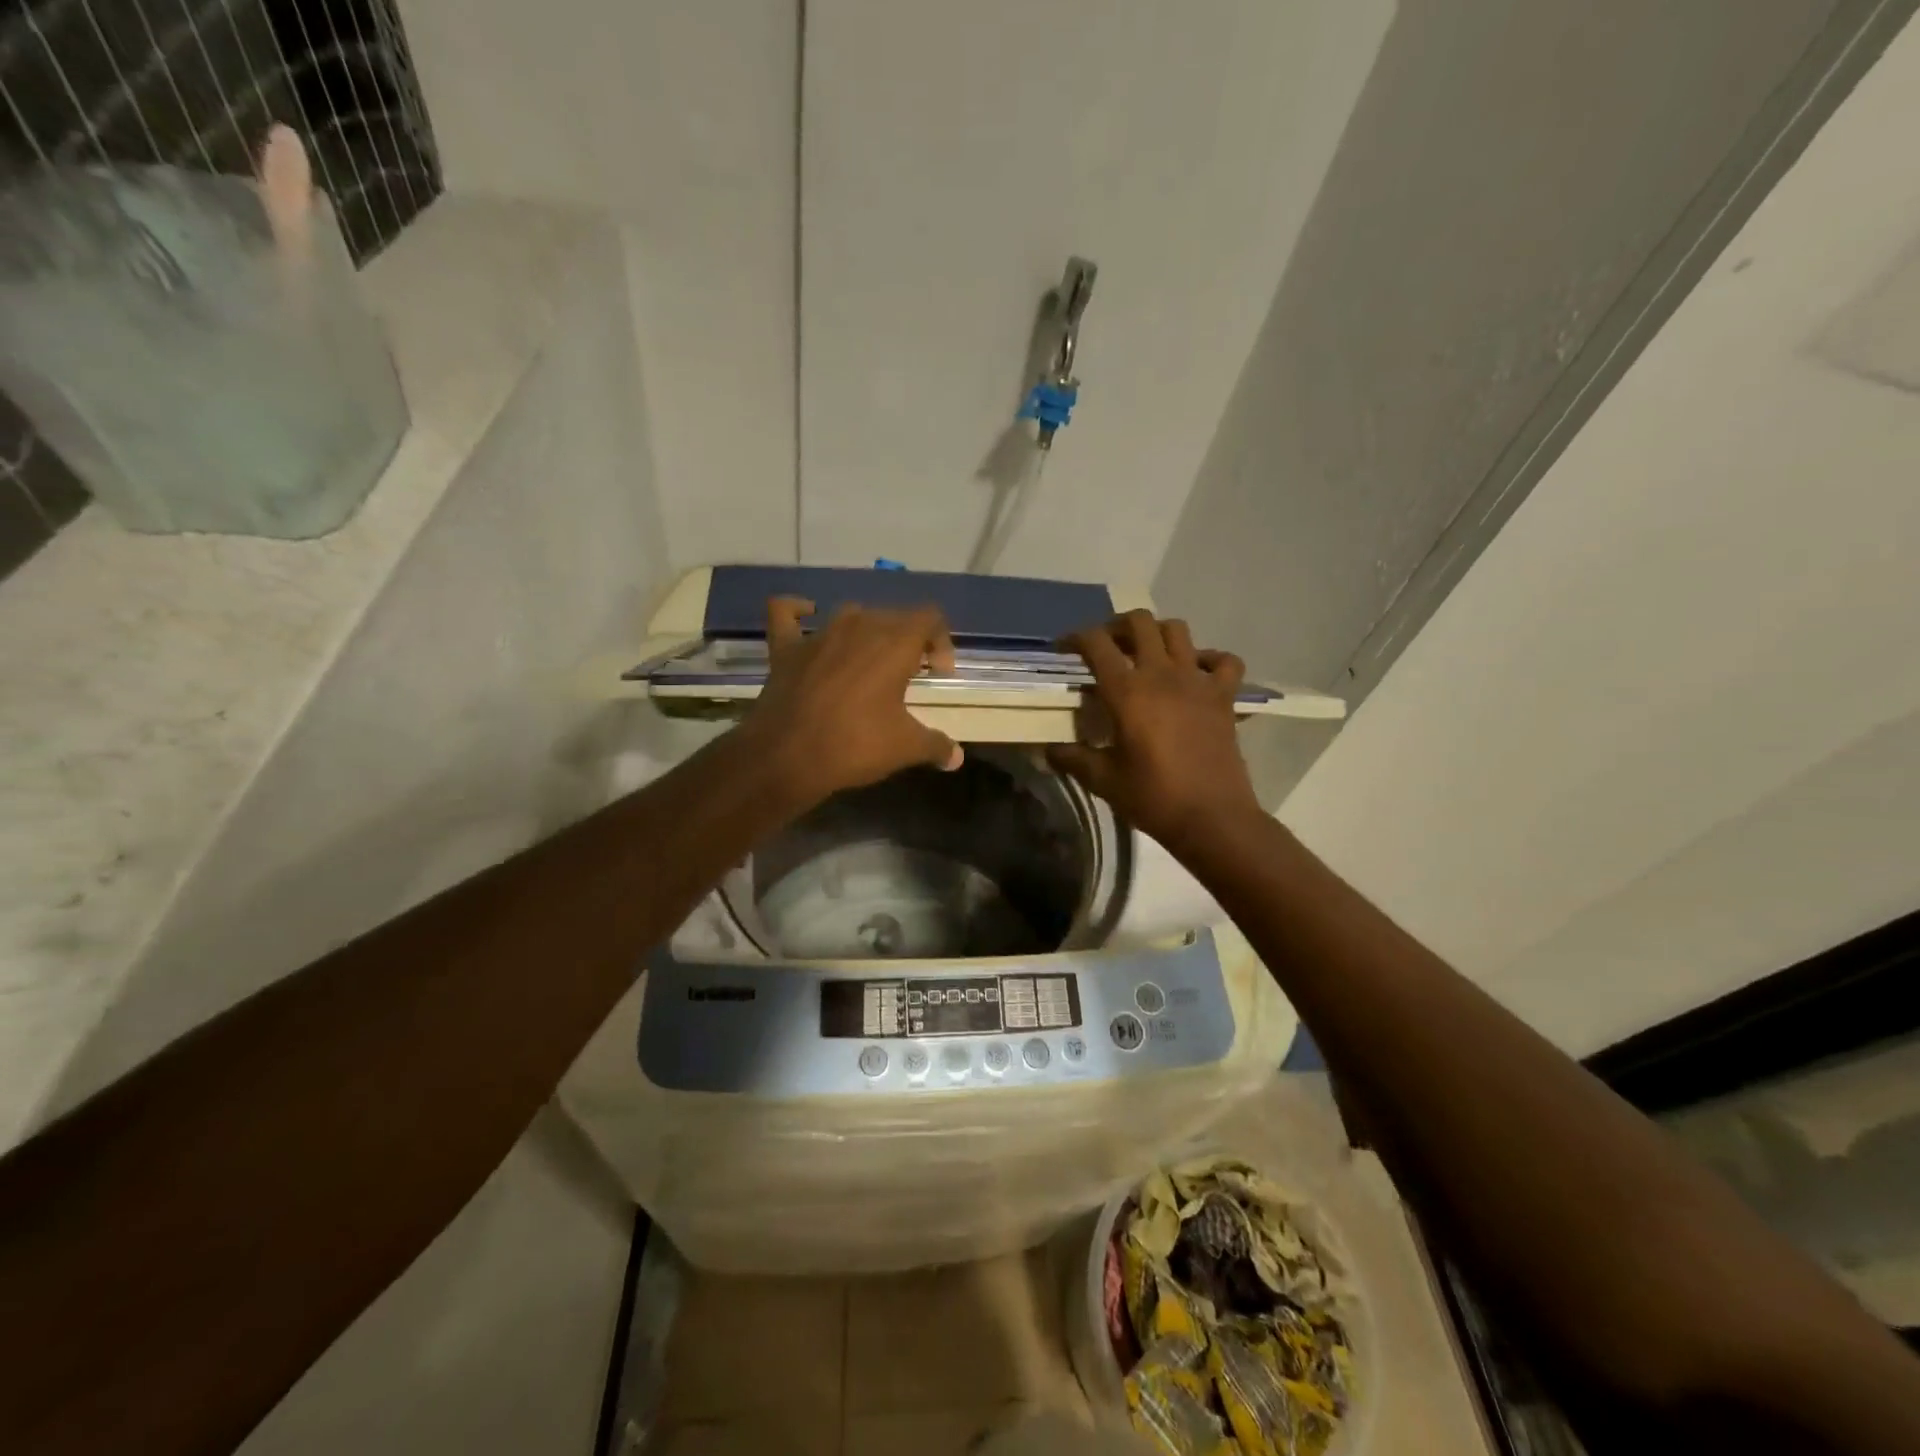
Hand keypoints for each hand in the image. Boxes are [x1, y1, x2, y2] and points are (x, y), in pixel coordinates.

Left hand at [742, 597, 964, 807]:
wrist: (787, 756)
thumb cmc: (855, 745)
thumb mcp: (906, 748)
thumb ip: (936, 746)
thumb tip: (956, 757)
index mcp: (894, 642)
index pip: (929, 617)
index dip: (941, 641)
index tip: (938, 673)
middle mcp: (858, 626)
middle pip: (893, 616)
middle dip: (908, 640)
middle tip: (910, 676)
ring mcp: (818, 634)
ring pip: (851, 614)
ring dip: (866, 631)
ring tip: (870, 662)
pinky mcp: (785, 648)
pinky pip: (787, 613)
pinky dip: (797, 611)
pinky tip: (806, 617)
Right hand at [1047, 610, 1260, 848]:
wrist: (1212, 818)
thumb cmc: (1153, 798)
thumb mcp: (1103, 780)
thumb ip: (1073, 758)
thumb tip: (1048, 750)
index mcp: (1127, 692)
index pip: (1096, 644)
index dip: (1076, 638)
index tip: (1064, 649)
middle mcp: (1162, 675)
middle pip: (1139, 622)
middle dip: (1117, 626)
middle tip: (1106, 646)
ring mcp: (1198, 682)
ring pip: (1178, 630)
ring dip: (1157, 634)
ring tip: (1146, 654)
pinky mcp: (1224, 697)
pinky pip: (1224, 661)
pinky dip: (1209, 658)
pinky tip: (1196, 672)